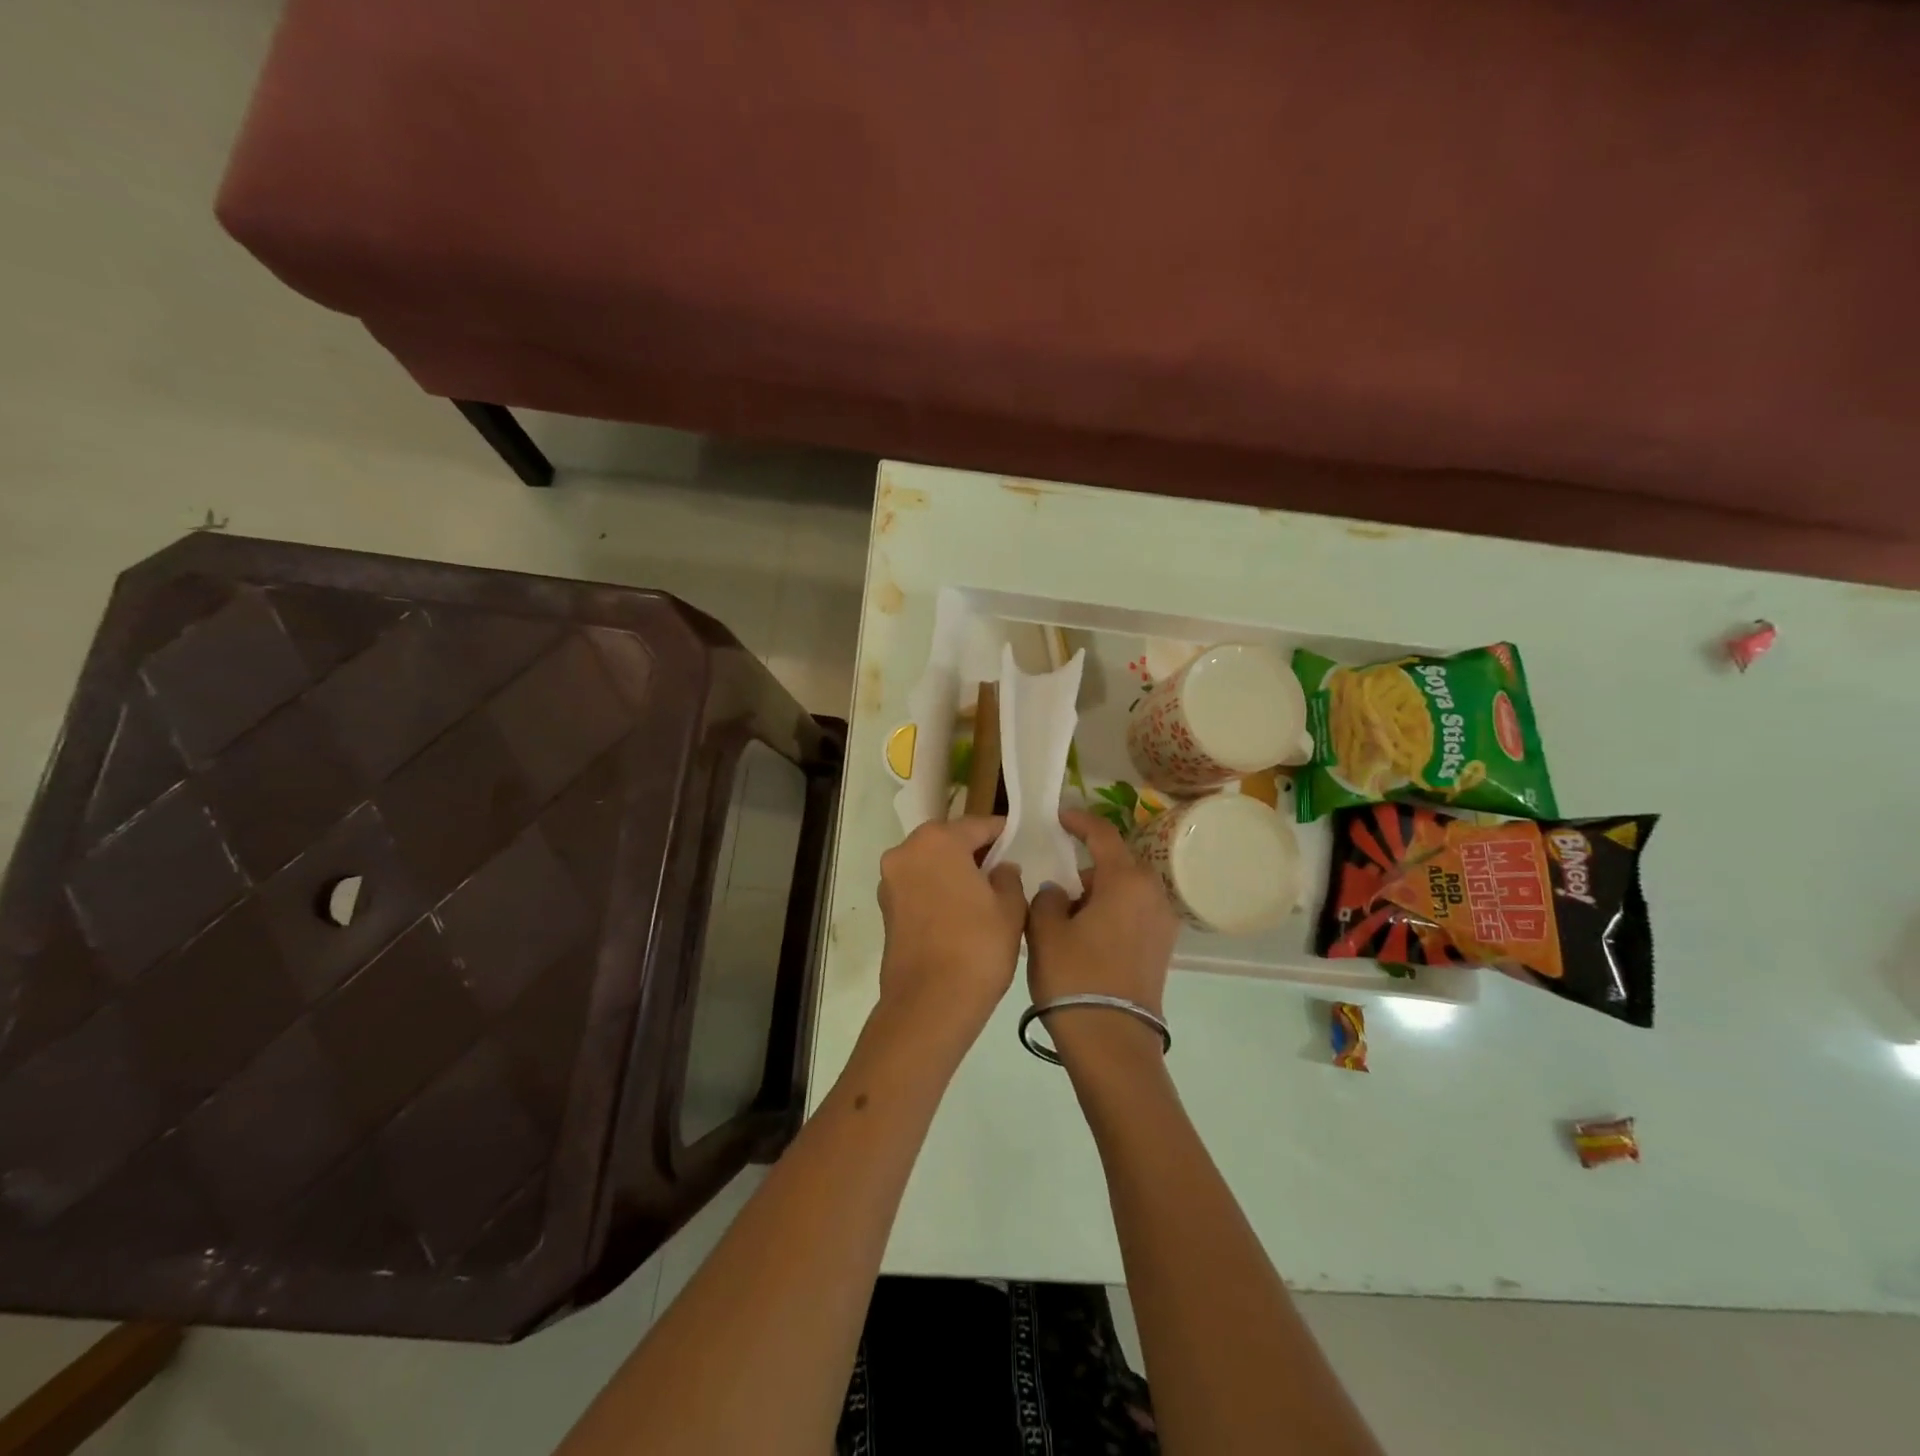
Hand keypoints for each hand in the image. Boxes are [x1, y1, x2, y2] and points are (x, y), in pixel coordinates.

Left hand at [876, 817, 1026, 1047]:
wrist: (930, 1003)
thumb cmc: (978, 946)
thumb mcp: (1010, 908)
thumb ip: (1009, 878)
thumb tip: (1001, 869)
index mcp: (937, 840)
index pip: (978, 825)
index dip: (1003, 834)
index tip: (1021, 842)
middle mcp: (906, 851)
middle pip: (948, 841)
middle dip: (974, 851)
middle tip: (1003, 869)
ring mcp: (890, 881)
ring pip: (930, 864)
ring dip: (954, 871)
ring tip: (984, 894)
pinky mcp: (885, 909)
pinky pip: (919, 887)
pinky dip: (938, 891)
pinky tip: (961, 912)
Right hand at [1027, 810, 1181, 1065]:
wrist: (1113, 1041)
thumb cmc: (1075, 977)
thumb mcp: (1046, 931)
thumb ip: (1048, 898)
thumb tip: (1059, 893)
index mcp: (1126, 880)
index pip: (1103, 835)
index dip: (1079, 821)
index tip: (1059, 817)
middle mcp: (1153, 893)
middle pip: (1116, 865)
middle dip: (1086, 870)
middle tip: (1055, 888)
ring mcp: (1163, 922)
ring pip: (1125, 891)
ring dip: (1099, 895)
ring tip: (1067, 920)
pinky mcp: (1162, 947)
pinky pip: (1134, 914)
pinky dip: (1112, 914)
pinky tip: (1087, 938)